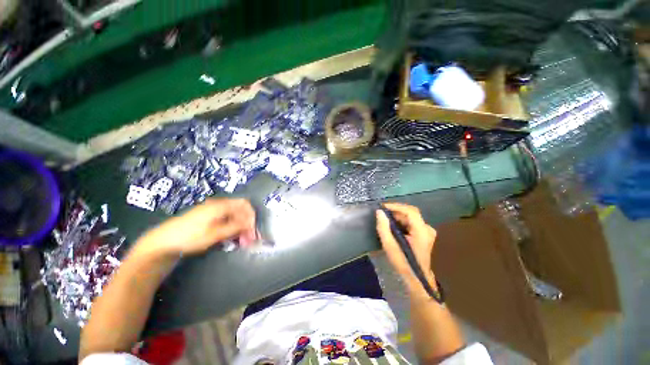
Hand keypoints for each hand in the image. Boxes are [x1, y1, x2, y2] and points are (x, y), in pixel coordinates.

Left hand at [134, 198, 256, 257]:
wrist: (163, 242)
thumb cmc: (190, 236)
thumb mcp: (215, 234)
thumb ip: (235, 227)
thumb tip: (250, 224)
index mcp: (221, 205)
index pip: (245, 206)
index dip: (251, 217)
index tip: (252, 231)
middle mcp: (218, 205)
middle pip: (240, 211)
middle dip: (247, 224)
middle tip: (249, 240)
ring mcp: (212, 211)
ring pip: (234, 216)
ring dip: (240, 228)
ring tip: (241, 242)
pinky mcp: (208, 217)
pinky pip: (226, 220)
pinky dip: (232, 228)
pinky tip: (231, 238)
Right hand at [376, 203, 437, 297]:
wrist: (417, 278)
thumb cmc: (403, 263)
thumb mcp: (390, 246)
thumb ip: (384, 228)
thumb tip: (379, 212)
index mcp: (422, 232)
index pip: (411, 211)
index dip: (396, 206)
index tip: (383, 207)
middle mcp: (427, 228)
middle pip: (410, 213)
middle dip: (395, 212)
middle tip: (382, 214)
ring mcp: (427, 231)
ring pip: (410, 217)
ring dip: (397, 217)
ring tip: (386, 220)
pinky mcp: (424, 233)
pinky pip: (411, 222)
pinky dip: (401, 221)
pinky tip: (393, 226)